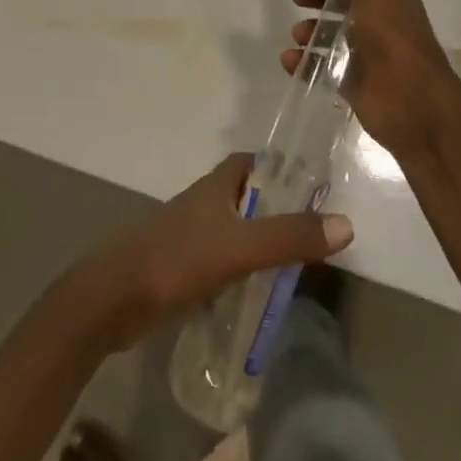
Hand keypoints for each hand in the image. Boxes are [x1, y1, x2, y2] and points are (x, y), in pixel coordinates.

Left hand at [75, 153, 353, 349]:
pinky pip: (222, 261)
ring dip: (260, 243)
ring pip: (234, 230)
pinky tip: (258, 295)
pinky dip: (242, 271)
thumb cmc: (177, 259)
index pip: (252, 162)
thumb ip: (289, 236)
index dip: (280, 168)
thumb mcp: (240, 248)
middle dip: (276, 211)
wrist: (114, 298)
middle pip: (246, 197)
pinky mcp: (182, 268)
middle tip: (312, 235)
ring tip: (295, 269)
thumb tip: (346, 224)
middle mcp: (204, 203)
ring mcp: (190, 235)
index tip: (313, 186)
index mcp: (216, 185)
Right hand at [288, 0, 460, 156]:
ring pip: (328, 34)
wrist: (414, 106)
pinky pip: (321, 66)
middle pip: (339, 1)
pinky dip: (304, 61)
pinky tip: (291, 60)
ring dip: (308, 29)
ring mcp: (365, 53)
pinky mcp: (353, 83)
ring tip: (299, 35)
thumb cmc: (394, 39)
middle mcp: (378, 21)